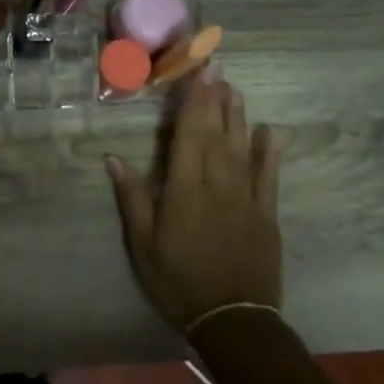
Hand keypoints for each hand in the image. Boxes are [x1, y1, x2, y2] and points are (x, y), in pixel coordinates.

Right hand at [106, 76, 282, 332]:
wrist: (233, 318)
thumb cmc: (178, 281)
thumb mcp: (143, 245)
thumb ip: (132, 199)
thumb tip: (113, 159)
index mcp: (184, 190)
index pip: (187, 135)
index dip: (191, 101)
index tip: (195, 73)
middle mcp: (217, 184)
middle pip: (215, 133)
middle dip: (214, 97)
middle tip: (216, 65)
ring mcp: (246, 197)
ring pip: (241, 147)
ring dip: (238, 116)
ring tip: (235, 88)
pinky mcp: (266, 213)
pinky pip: (269, 176)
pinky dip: (269, 151)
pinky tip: (269, 131)